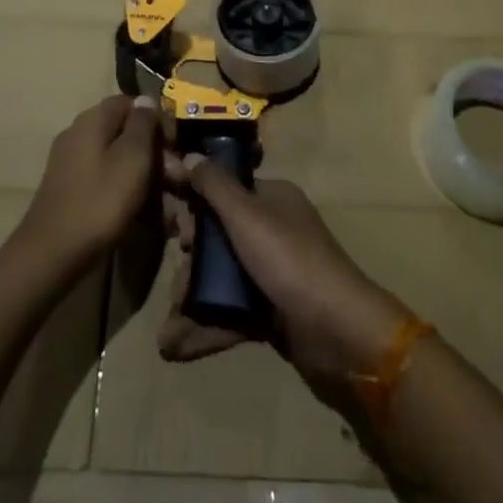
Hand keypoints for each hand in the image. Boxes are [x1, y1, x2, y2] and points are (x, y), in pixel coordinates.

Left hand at [16, 96, 161, 272]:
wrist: (51, 254)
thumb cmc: (99, 201)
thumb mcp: (132, 158)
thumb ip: (143, 124)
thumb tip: (146, 100)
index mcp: (92, 120)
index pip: (131, 103)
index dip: (157, 120)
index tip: (177, 145)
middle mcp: (79, 134)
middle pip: (124, 133)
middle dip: (155, 154)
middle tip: (178, 181)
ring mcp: (71, 163)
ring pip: (118, 160)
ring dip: (145, 178)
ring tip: (168, 208)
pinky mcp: (70, 190)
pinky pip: (106, 181)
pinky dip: (127, 193)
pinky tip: (145, 218)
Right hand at [159, 156, 409, 381]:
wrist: (339, 334)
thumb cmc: (290, 261)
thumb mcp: (247, 215)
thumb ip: (215, 186)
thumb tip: (189, 156)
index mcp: (271, 199)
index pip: (225, 187)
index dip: (194, 196)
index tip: (163, 210)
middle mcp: (272, 229)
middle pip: (219, 233)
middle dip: (191, 253)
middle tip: (177, 266)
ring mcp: (272, 272)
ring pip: (221, 276)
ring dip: (193, 296)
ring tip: (170, 322)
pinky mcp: (271, 312)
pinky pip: (230, 312)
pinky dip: (205, 327)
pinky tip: (175, 346)